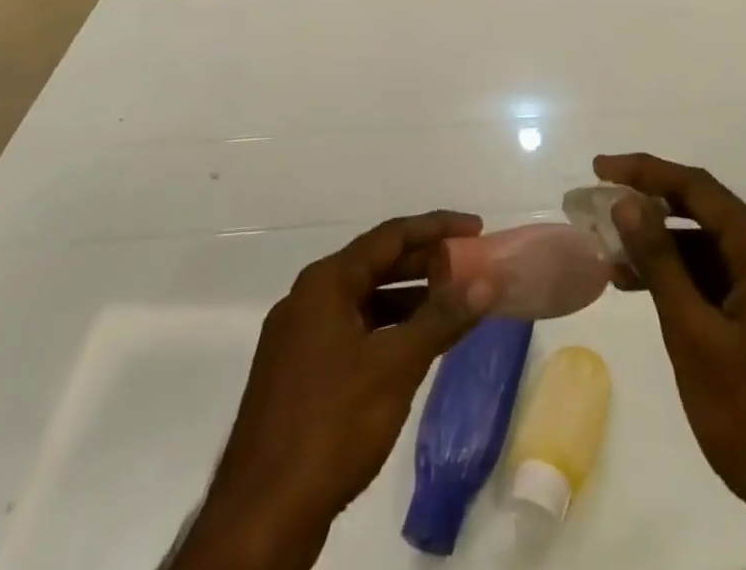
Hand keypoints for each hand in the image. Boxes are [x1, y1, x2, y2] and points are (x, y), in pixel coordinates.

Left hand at [177, 213, 494, 569]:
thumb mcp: (396, 368)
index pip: (390, 236)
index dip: (436, 228)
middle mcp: (307, 299)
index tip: (476, 229)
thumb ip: (442, 319)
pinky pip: (352, 331)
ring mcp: (298, 338)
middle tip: (469, 266)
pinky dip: (386, 330)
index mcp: (325, 283)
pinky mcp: (297, 374)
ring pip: (363, 301)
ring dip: (407, 299)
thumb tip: (486, 283)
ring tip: (451, 304)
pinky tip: (413, 348)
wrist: (260, 518)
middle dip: (424, 263)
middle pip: (375, 265)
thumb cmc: (331, 426)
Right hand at [595, 154, 745, 569]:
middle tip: (601, 207)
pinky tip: (646, 291)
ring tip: (611, 257)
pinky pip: (721, 280)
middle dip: (651, 205)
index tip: (601, 169)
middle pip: (706, 212)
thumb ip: (661, 262)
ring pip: (711, 249)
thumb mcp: (694, 336)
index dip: (646, 172)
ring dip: (663, 247)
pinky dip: (683, 279)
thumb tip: (627, 202)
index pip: (698, 189)